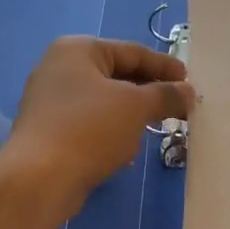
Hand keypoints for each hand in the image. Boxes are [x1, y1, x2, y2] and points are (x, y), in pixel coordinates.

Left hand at [0, 37, 193, 221]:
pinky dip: (110, 135)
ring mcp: (50, 103)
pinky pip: (89, 127)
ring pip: (104, 105)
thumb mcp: (135, 106)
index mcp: (77, 50)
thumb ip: (165, 94)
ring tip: (157, 130)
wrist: (39, 178)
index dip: (164, 66)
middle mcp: (59, 70)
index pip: (132, 52)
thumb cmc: (89, 129)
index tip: (190, 82)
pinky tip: (126, 154)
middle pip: (117, 77)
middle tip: (180, 108)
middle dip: (149, 94)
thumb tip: (187, 92)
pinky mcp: (49, 133)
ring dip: (131, 118)